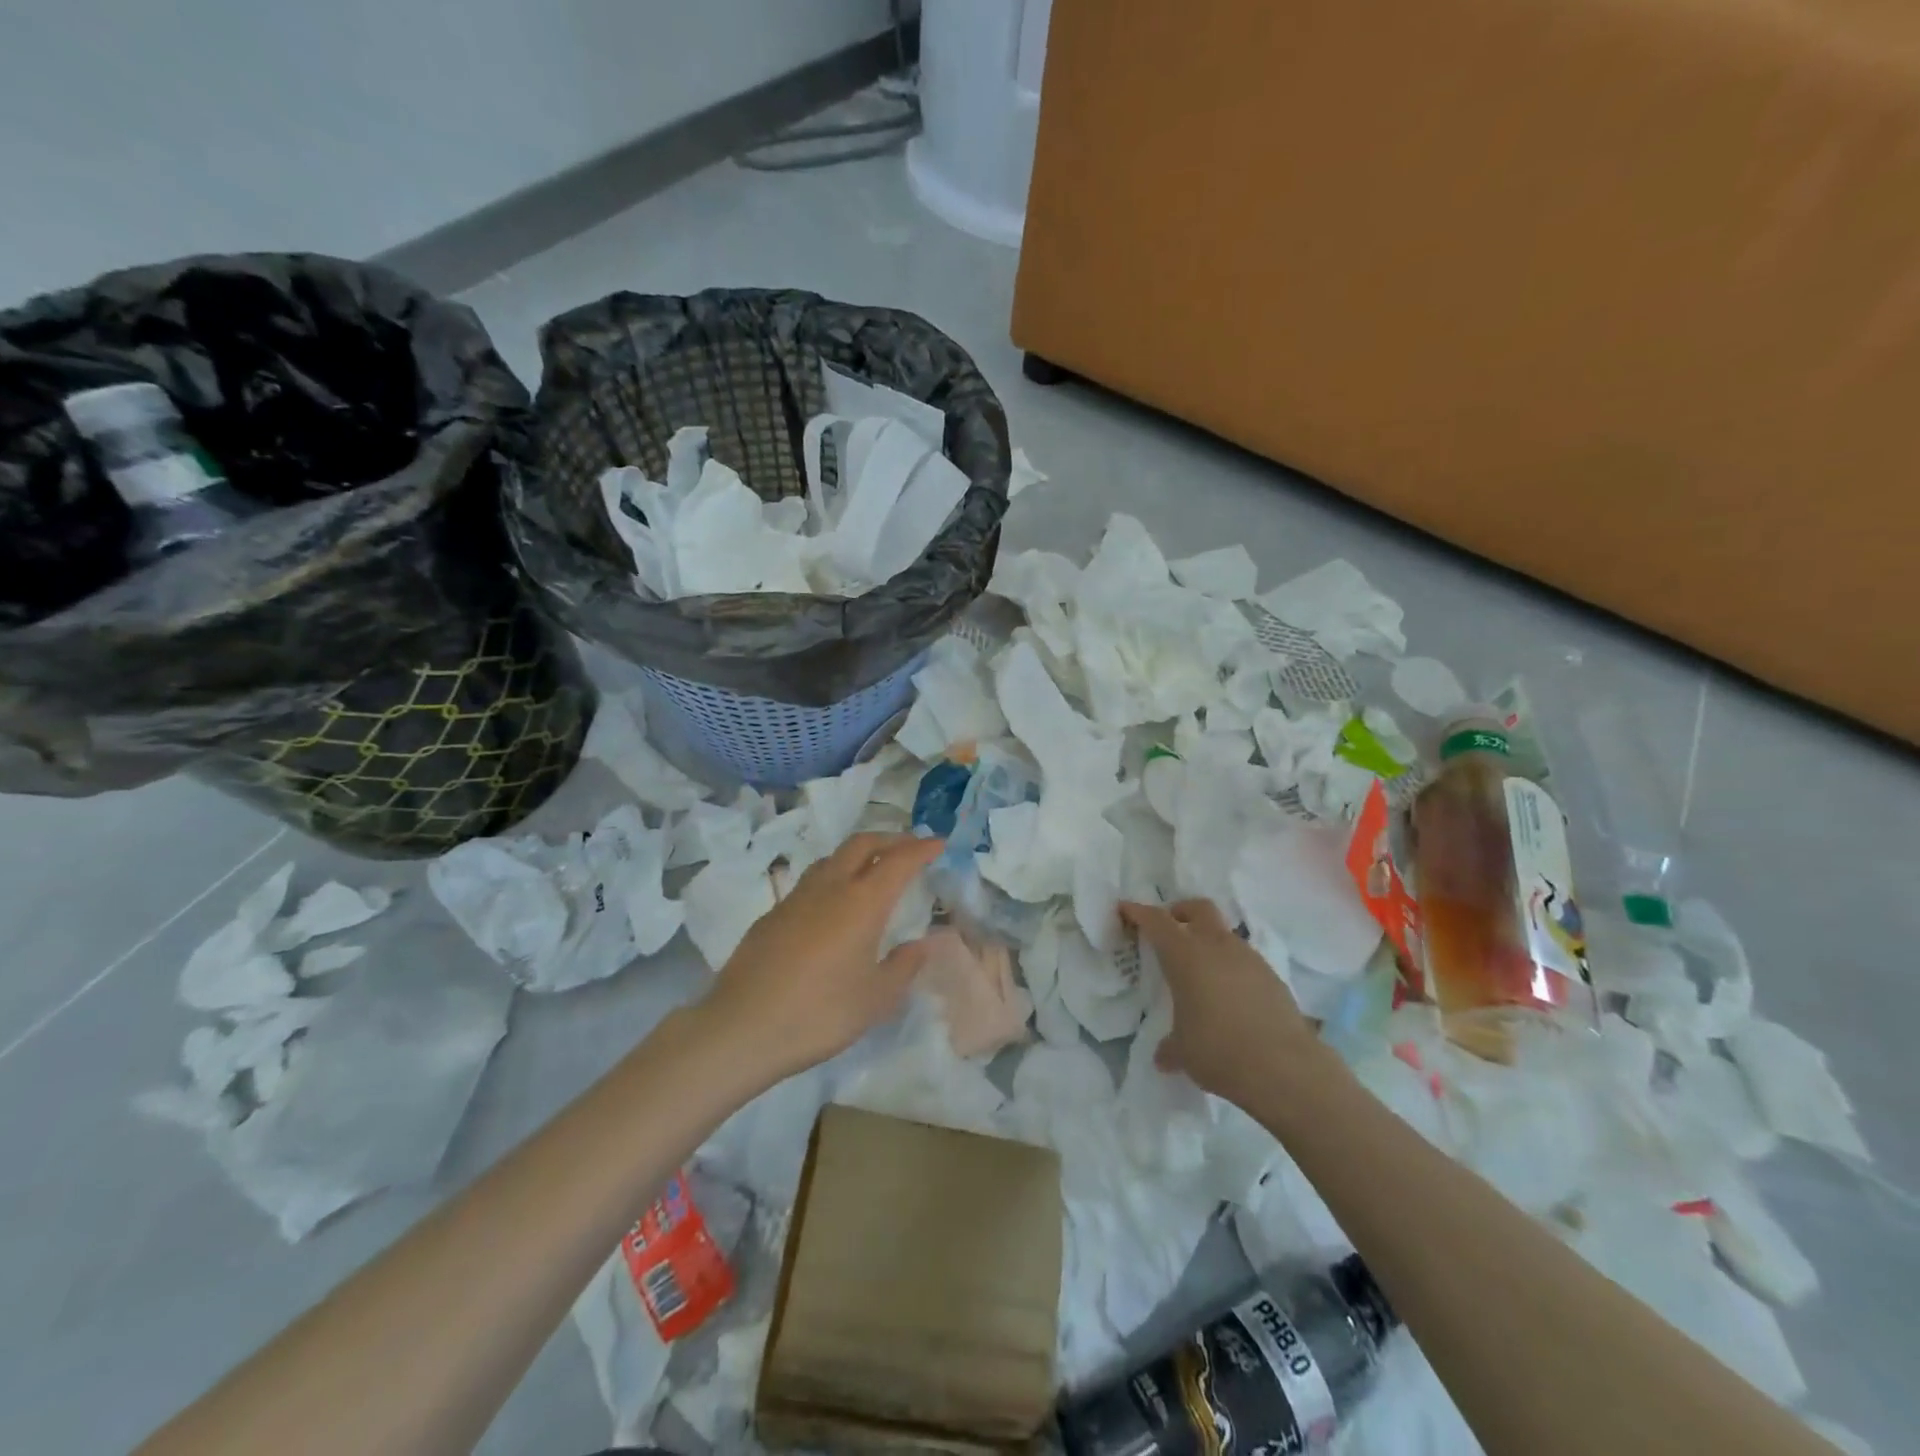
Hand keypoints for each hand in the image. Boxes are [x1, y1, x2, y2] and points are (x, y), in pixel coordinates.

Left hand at [702, 832, 944, 1083]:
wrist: (742, 1027)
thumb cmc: (819, 1013)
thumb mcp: (875, 999)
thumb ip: (903, 967)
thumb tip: (920, 944)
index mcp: (862, 902)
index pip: (899, 861)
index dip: (921, 848)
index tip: (939, 843)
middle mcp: (830, 887)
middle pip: (862, 843)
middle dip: (890, 839)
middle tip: (909, 847)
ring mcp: (796, 897)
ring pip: (833, 857)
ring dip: (858, 853)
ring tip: (872, 869)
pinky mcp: (772, 914)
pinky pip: (811, 881)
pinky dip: (833, 876)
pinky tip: (833, 904)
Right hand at [1120, 898, 1316, 1104]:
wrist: (1286, 1069)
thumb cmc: (1220, 1051)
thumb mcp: (1184, 1052)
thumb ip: (1170, 1047)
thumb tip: (1163, 1056)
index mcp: (1185, 956)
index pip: (1156, 921)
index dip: (1138, 912)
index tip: (1125, 909)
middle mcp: (1217, 947)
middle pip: (1198, 908)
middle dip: (1180, 912)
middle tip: (1169, 929)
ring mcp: (1249, 959)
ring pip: (1224, 934)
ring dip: (1209, 942)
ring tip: (1200, 973)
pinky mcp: (1273, 978)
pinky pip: (1245, 961)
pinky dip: (1231, 968)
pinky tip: (1229, 997)